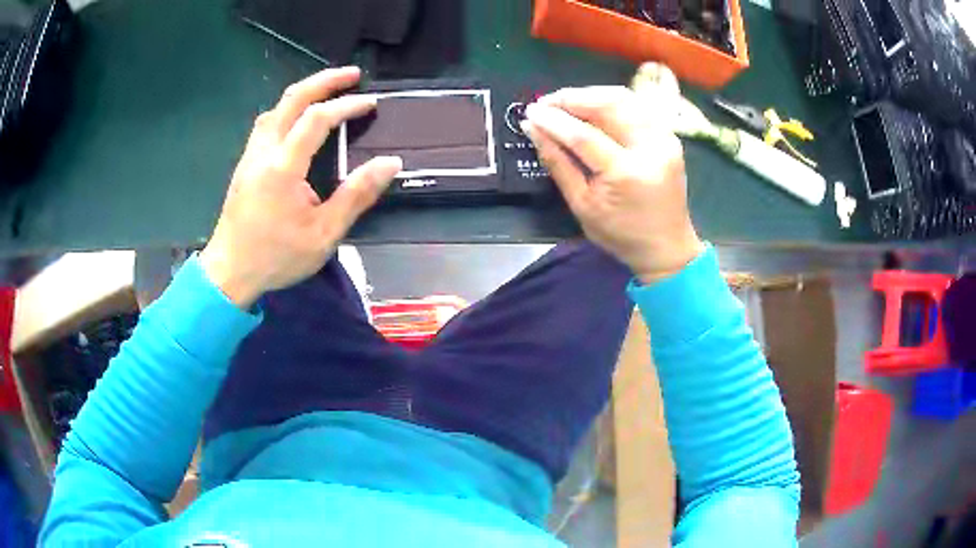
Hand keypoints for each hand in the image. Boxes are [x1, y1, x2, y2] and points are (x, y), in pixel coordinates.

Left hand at [200, 67, 401, 307]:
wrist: (229, 272)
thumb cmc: (276, 257)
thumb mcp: (324, 234)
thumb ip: (357, 195)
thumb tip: (390, 163)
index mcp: (283, 167)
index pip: (317, 119)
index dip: (346, 105)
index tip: (370, 103)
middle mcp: (263, 152)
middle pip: (292, 99)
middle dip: (324, 80)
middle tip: (352, 74)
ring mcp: (250, 156)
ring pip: (276, 108)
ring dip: (304, 93)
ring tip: (328, 91)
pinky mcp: (245, 164)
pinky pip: (267, 123)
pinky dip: (288, 110)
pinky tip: (298, 120)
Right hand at [522, 81, 703, 282]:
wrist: (667, 247)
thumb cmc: (621, 234)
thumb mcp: (582, 206)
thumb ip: (558, 163)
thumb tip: (533, 129)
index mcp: (627, 173)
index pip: (584, 135)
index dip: (554, 120)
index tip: (530, 112)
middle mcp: (650, 149)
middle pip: (608, 105)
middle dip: (572, 98)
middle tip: (546, 103)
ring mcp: (665, 140)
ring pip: (625, 99)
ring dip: (591, 95)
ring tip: (566, 103)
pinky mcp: (670, 137)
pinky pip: (638, 107)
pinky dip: (612, 101)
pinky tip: (594, 108)